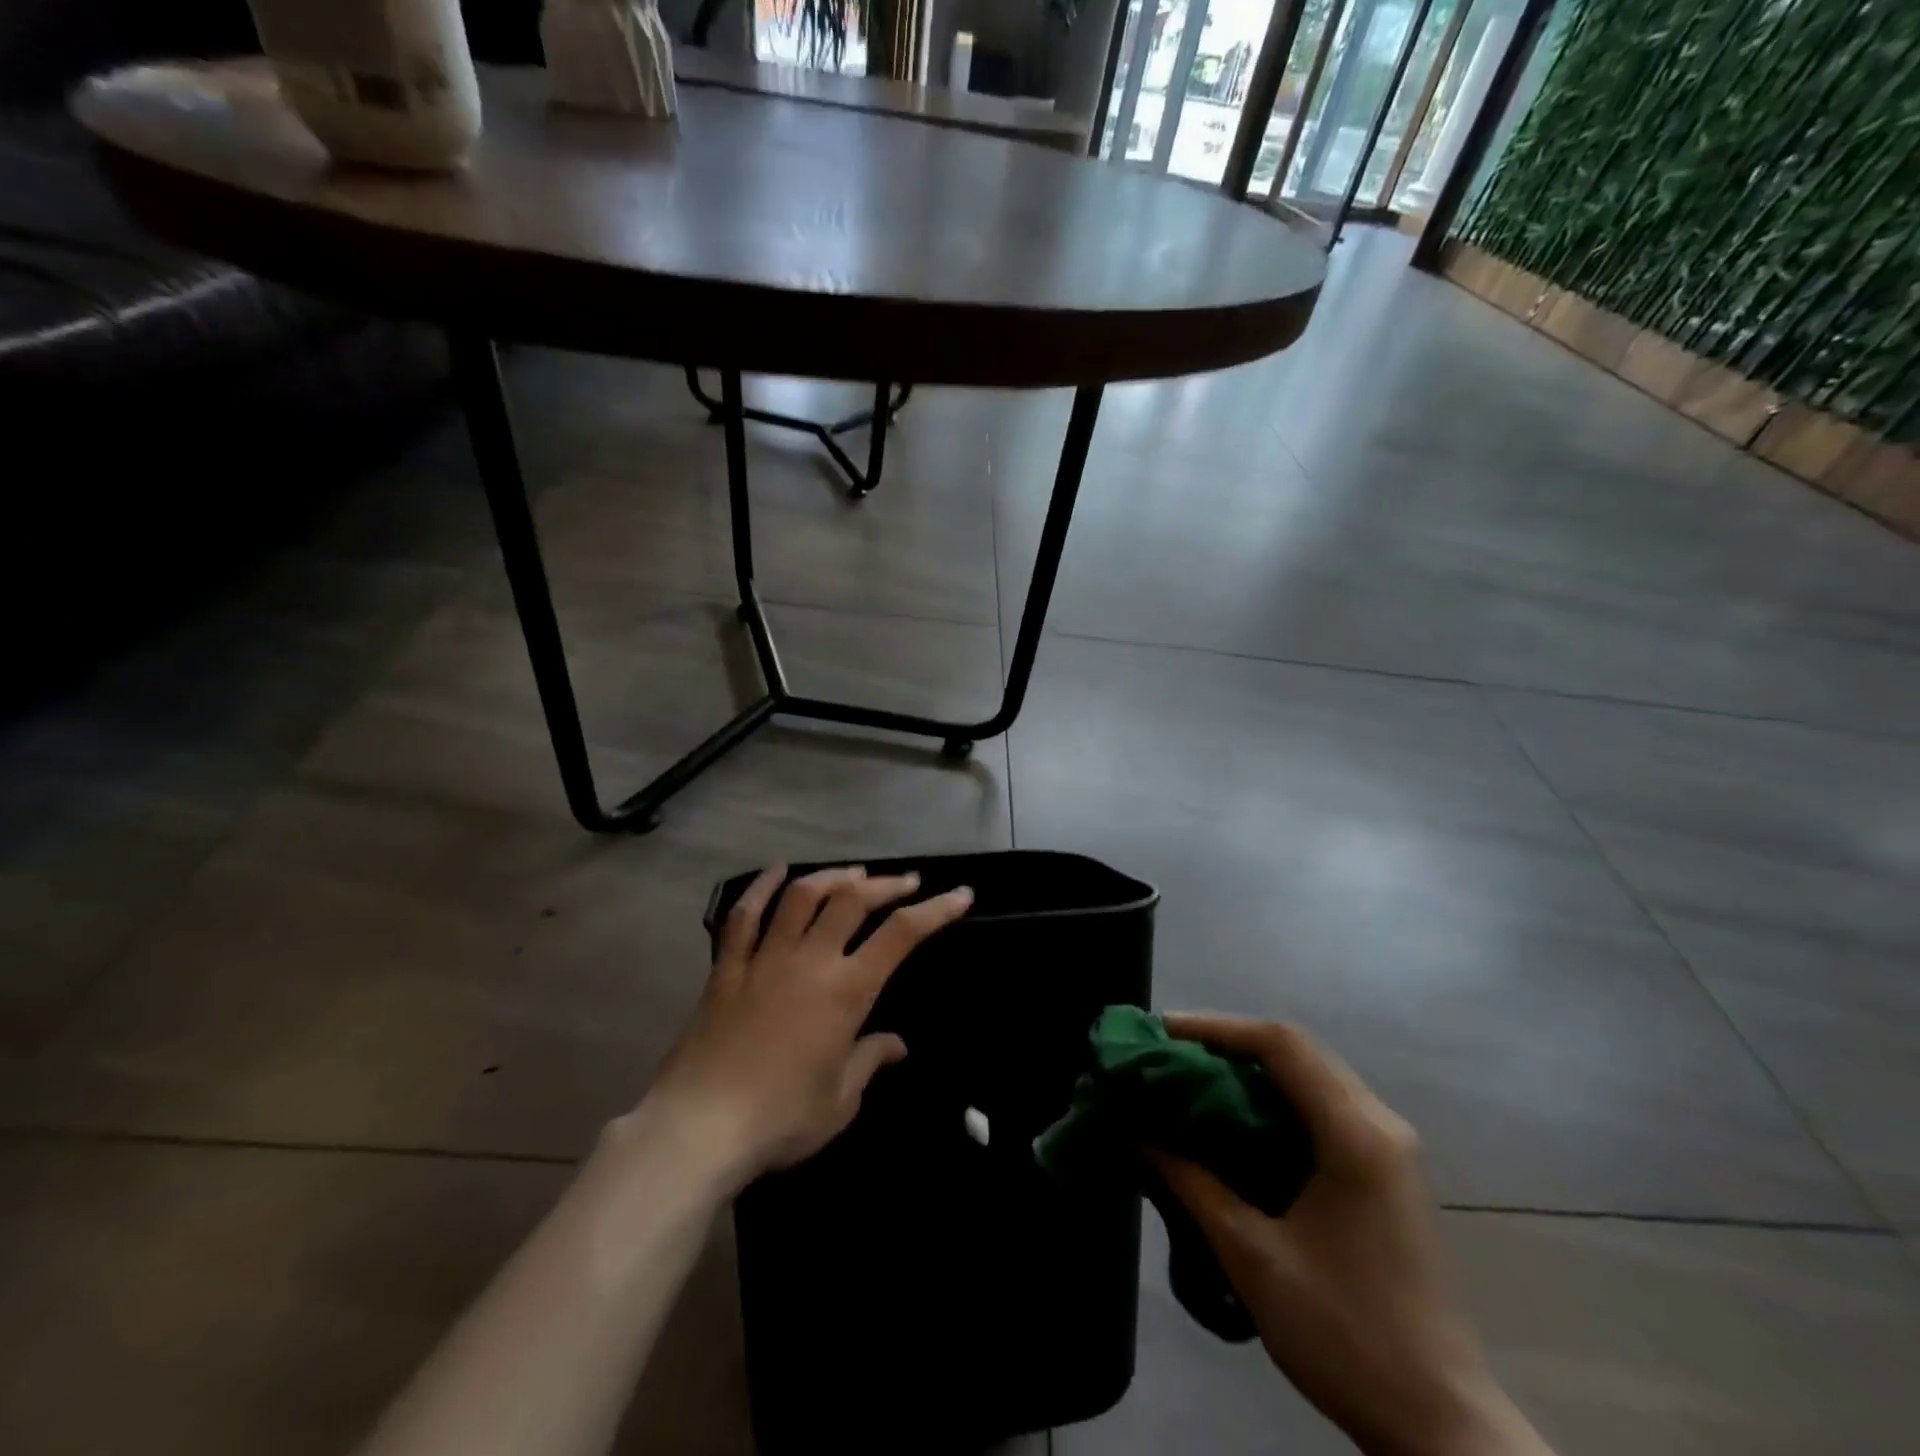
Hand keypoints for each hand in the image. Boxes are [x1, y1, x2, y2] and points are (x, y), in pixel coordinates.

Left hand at [642, 865, 972, 1189]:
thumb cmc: (780, 1119)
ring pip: (801, 896)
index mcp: (845, 992)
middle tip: (906, 881)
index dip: (936, 909)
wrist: (699, 1128)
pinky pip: (743, 916)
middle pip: (851, 901)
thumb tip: (897, 1044)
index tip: (960, 895)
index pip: (901, 935)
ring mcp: (764, 959)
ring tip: (853, 874)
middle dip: (885, 884)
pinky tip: (777, 871)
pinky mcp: (727, 969)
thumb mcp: (840, 1101)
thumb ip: (869, 1061)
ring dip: (832, 877)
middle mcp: (809, 961)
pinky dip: (761, 888)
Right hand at [1148, 1015, 1551, 1455]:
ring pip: (1311, 1076)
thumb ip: (1191, 1182)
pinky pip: (1322, 1106)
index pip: (1281, 1045)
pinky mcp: (1387, 1171)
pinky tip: (1237, 1119)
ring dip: (1250, 1068)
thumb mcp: (1253, 1257)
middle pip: (1296, 1050)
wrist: (1443, 1428)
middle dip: (1227, 1042)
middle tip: (1168, 1054)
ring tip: (1193, 1078)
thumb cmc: (1347, 1336)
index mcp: (1356, 1135)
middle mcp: (1380, 1124)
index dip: (1215, 1028)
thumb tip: (1137, 1130)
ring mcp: (1390, 1147)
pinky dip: (1274, 1097)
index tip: (1161, 1033)